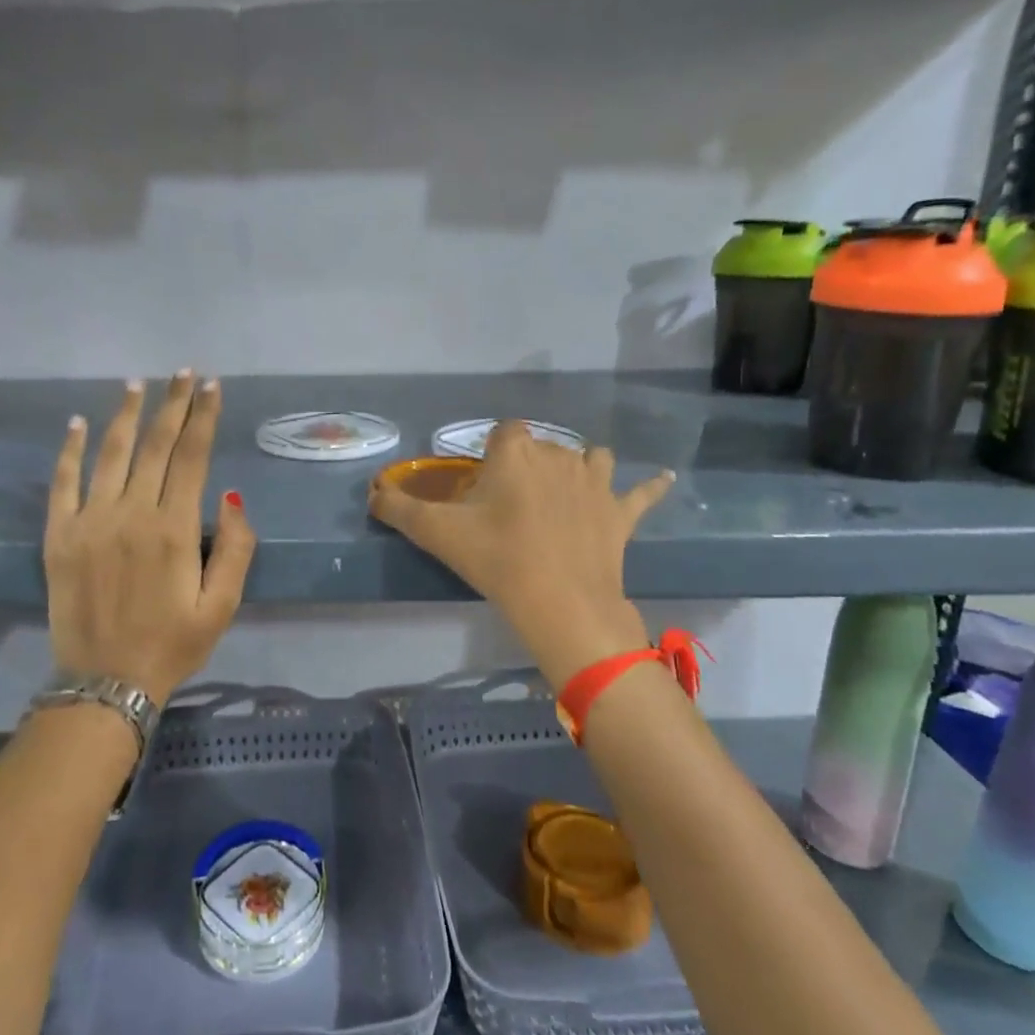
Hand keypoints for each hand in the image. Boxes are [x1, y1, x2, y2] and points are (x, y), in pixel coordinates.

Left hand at [45, 372, 254, 702]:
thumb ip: (235, 549)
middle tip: (183, 372)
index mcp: (174, 529)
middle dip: (173, 404)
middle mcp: (131, 514)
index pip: (192, 456)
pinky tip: (78, 423)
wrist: (105, 683)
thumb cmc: (173, 644)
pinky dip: (69, 450)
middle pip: (156, 445)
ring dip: (126, 416)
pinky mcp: (58, 536)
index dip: (203, 416)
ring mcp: (89, 522)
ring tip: (138, 384)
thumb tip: (229, 497)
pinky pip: (63, 483)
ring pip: (110, 454)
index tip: (211, 386)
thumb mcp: (223, 606)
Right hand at [368, 422, 672, 685]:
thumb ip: (398, 508)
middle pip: (543, 447)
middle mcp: (560, 454)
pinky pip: (641, 493)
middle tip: (512, 505)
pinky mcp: (621, 512)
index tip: (483, 485)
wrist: (559, 602)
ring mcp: (596, 482)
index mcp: (517, 452)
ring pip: (591, 457)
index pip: (505, 432)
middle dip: (529, 466)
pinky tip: (662, 479)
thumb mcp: (437, 533)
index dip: (493, 454)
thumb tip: (372, 492)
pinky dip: (649, 487)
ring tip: (569, 489)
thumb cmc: (497, 559)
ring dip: (580, 467)